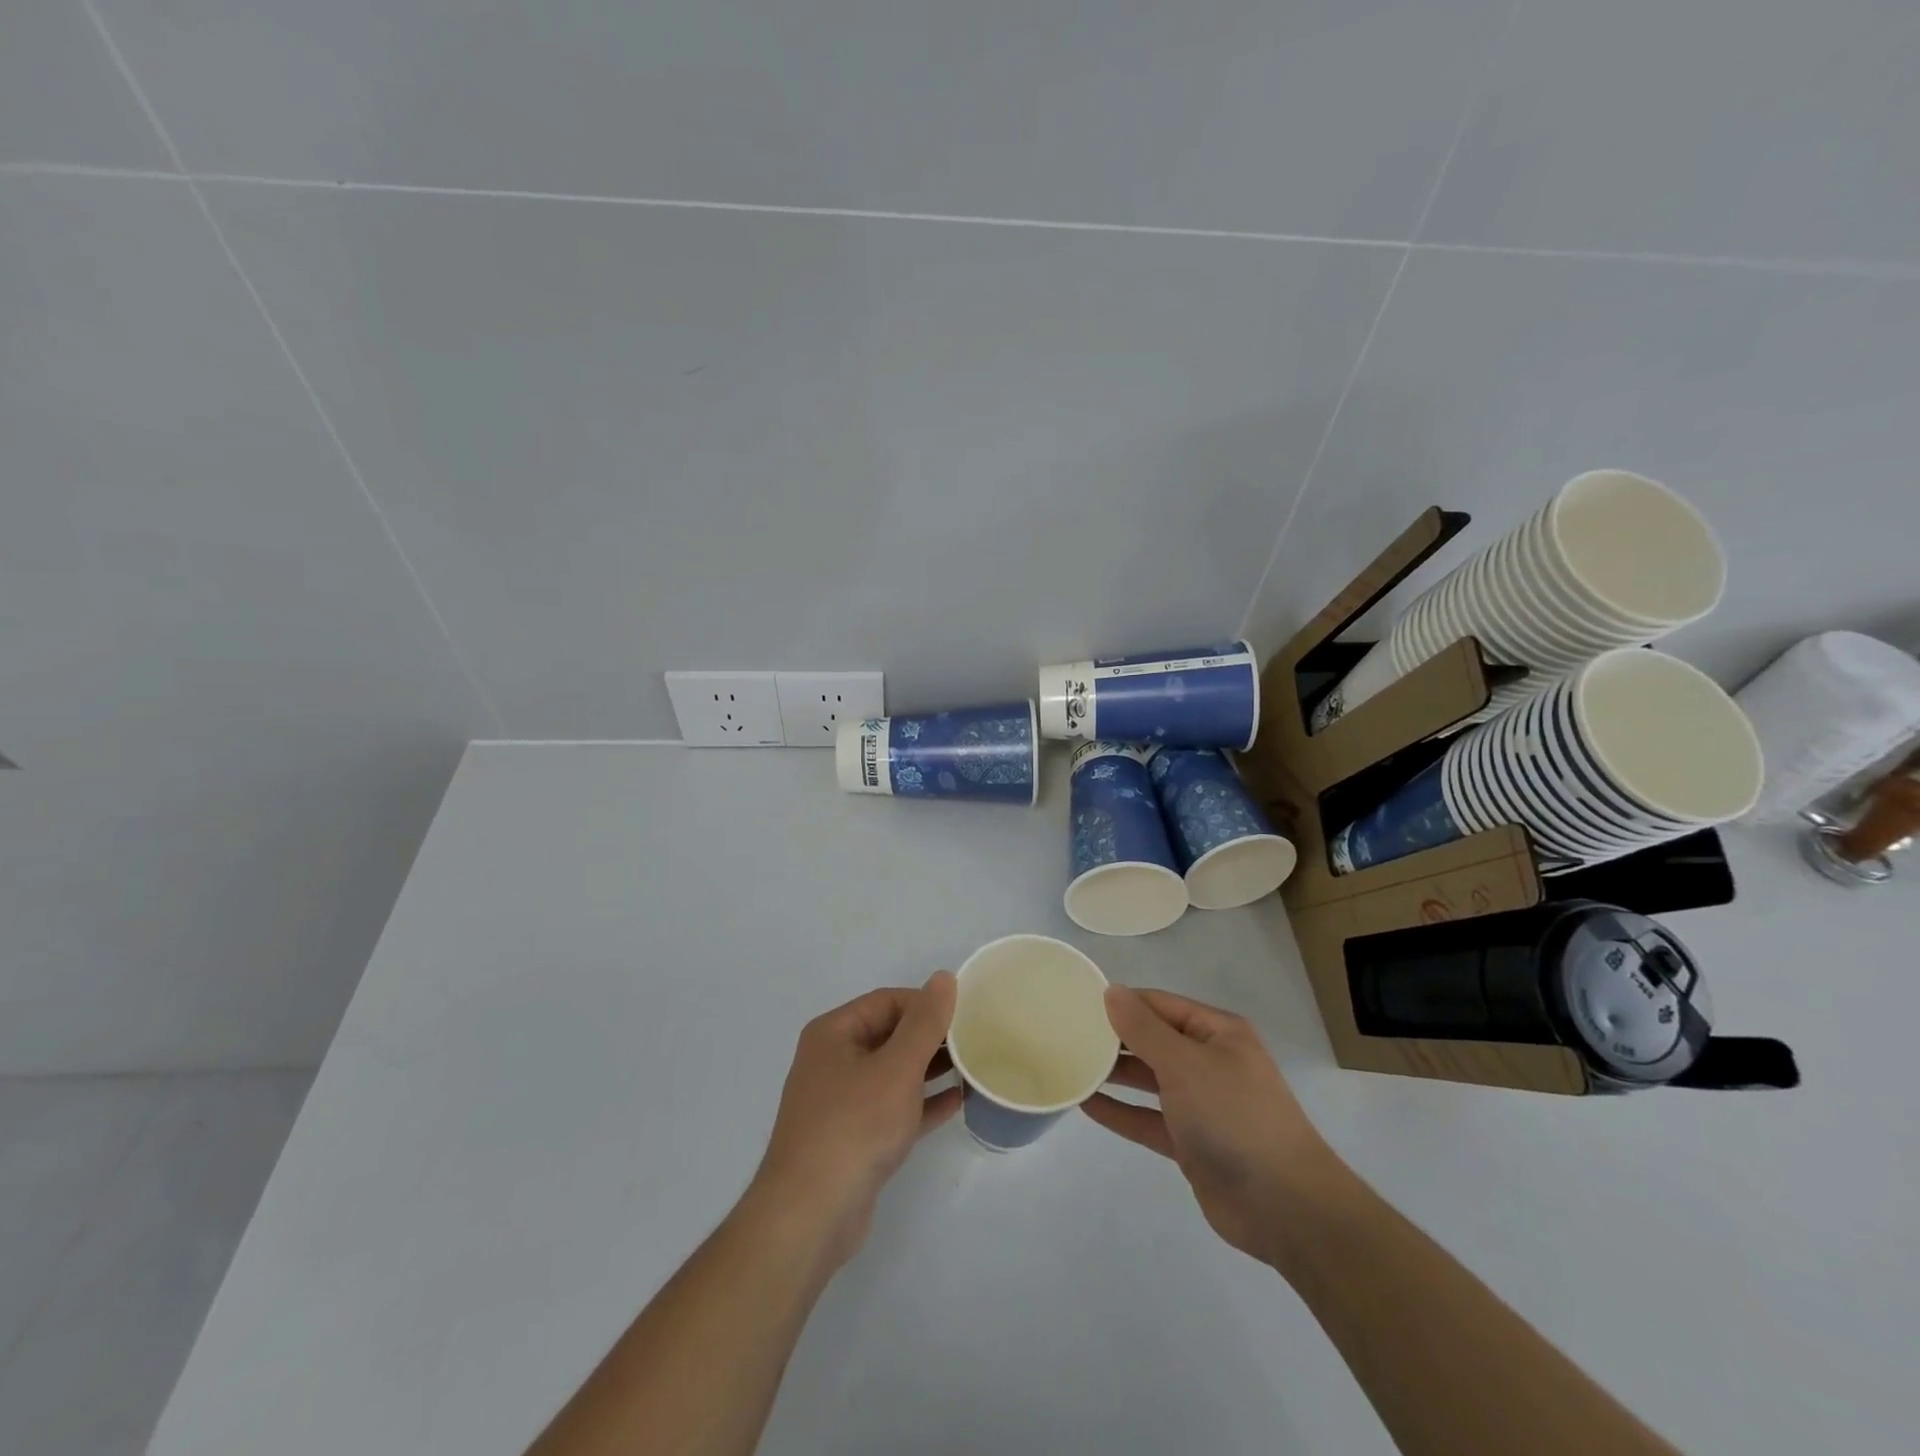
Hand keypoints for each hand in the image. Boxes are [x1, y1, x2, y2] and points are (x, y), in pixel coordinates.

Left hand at [750, 971, 961, 1267]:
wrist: (810, 1216)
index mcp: (834, 1033)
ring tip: (973, 1067)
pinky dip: (922, 1103)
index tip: (966, 1015)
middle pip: (890, 1034)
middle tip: (975, 1040)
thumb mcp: (897, 1067)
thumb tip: (944, 977)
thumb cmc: (854, 1127)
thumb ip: (924, 1022)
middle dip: (931, 1037)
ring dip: (930, 1069)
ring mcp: (841, 1102)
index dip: (926, 1004)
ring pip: (893, 1073)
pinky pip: (893, 1108)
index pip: (887, 1001)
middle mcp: (833, 1060)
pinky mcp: (853, 1138)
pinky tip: (957, 1102)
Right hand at [1083, 986, 1340, 1265]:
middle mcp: (1210, 1062)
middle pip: (1153, 1040)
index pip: (1160, 1004)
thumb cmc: (1235, 1117)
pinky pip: (1148, 1118)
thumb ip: (1143, 1029)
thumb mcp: (1185, 1064)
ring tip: (1071, 1065)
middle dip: (1114, 1038)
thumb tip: (1111, 991)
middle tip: (1066, 1034)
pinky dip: (1121, 1111)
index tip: (1078, 1003)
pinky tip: (1086, 1104)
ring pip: (1149, 1080)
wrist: (1286, 1207)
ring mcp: (1201, 1104)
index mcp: (1217, 1033)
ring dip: (1114, 1074)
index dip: (1122, 1002)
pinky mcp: (1191, 1143)